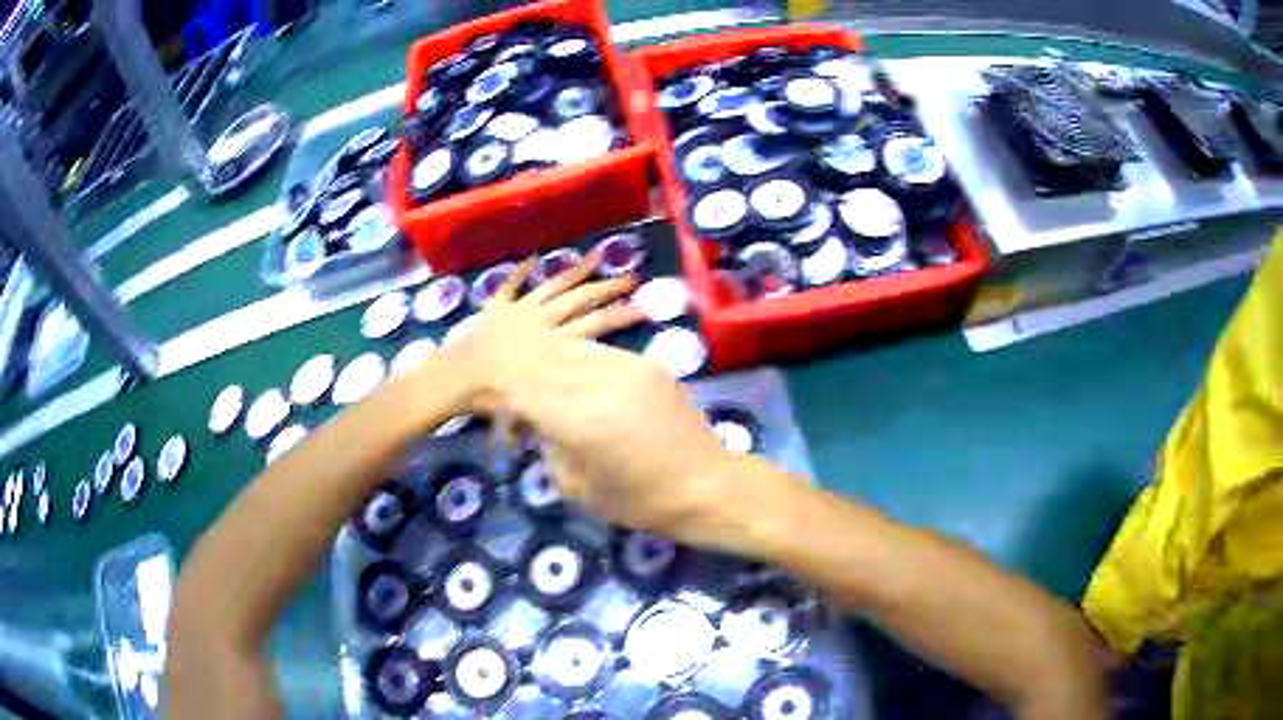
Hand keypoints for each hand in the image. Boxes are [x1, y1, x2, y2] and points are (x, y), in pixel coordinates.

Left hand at [433, 250, 645, 414]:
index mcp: (555, 344)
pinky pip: (510, 286)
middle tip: (631, 278)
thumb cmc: (494, 395)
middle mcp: (543, 320)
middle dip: (608, 289)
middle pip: (581, 299)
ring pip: (554, 285)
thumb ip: (563, 403)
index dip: (620, 316)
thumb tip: (587, 422)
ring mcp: (521, 310)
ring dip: (576, 270)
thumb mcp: (539, 403)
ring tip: (597, 255)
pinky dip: (520, 273)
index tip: (644, 309)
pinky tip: (533, 258)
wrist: (460, 376)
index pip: (595, 326)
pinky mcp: (497, 308)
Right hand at [502, 339, 754, 543]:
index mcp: (582, 419)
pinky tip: (586, 389)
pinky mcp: (649, 363)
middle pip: (543, 365)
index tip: (514, 432)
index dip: (509, 409)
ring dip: (554, 371)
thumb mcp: (579, 489)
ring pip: (571, 350)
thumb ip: (550, 449)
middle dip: (528, 387)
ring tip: (557, 399)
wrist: (707, 485)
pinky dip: (582, 366)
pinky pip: (601, 352)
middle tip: (531, 415)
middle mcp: (603, 382)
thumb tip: (539, 423)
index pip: (522, 392)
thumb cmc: (642, 501)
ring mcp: (630, 366)